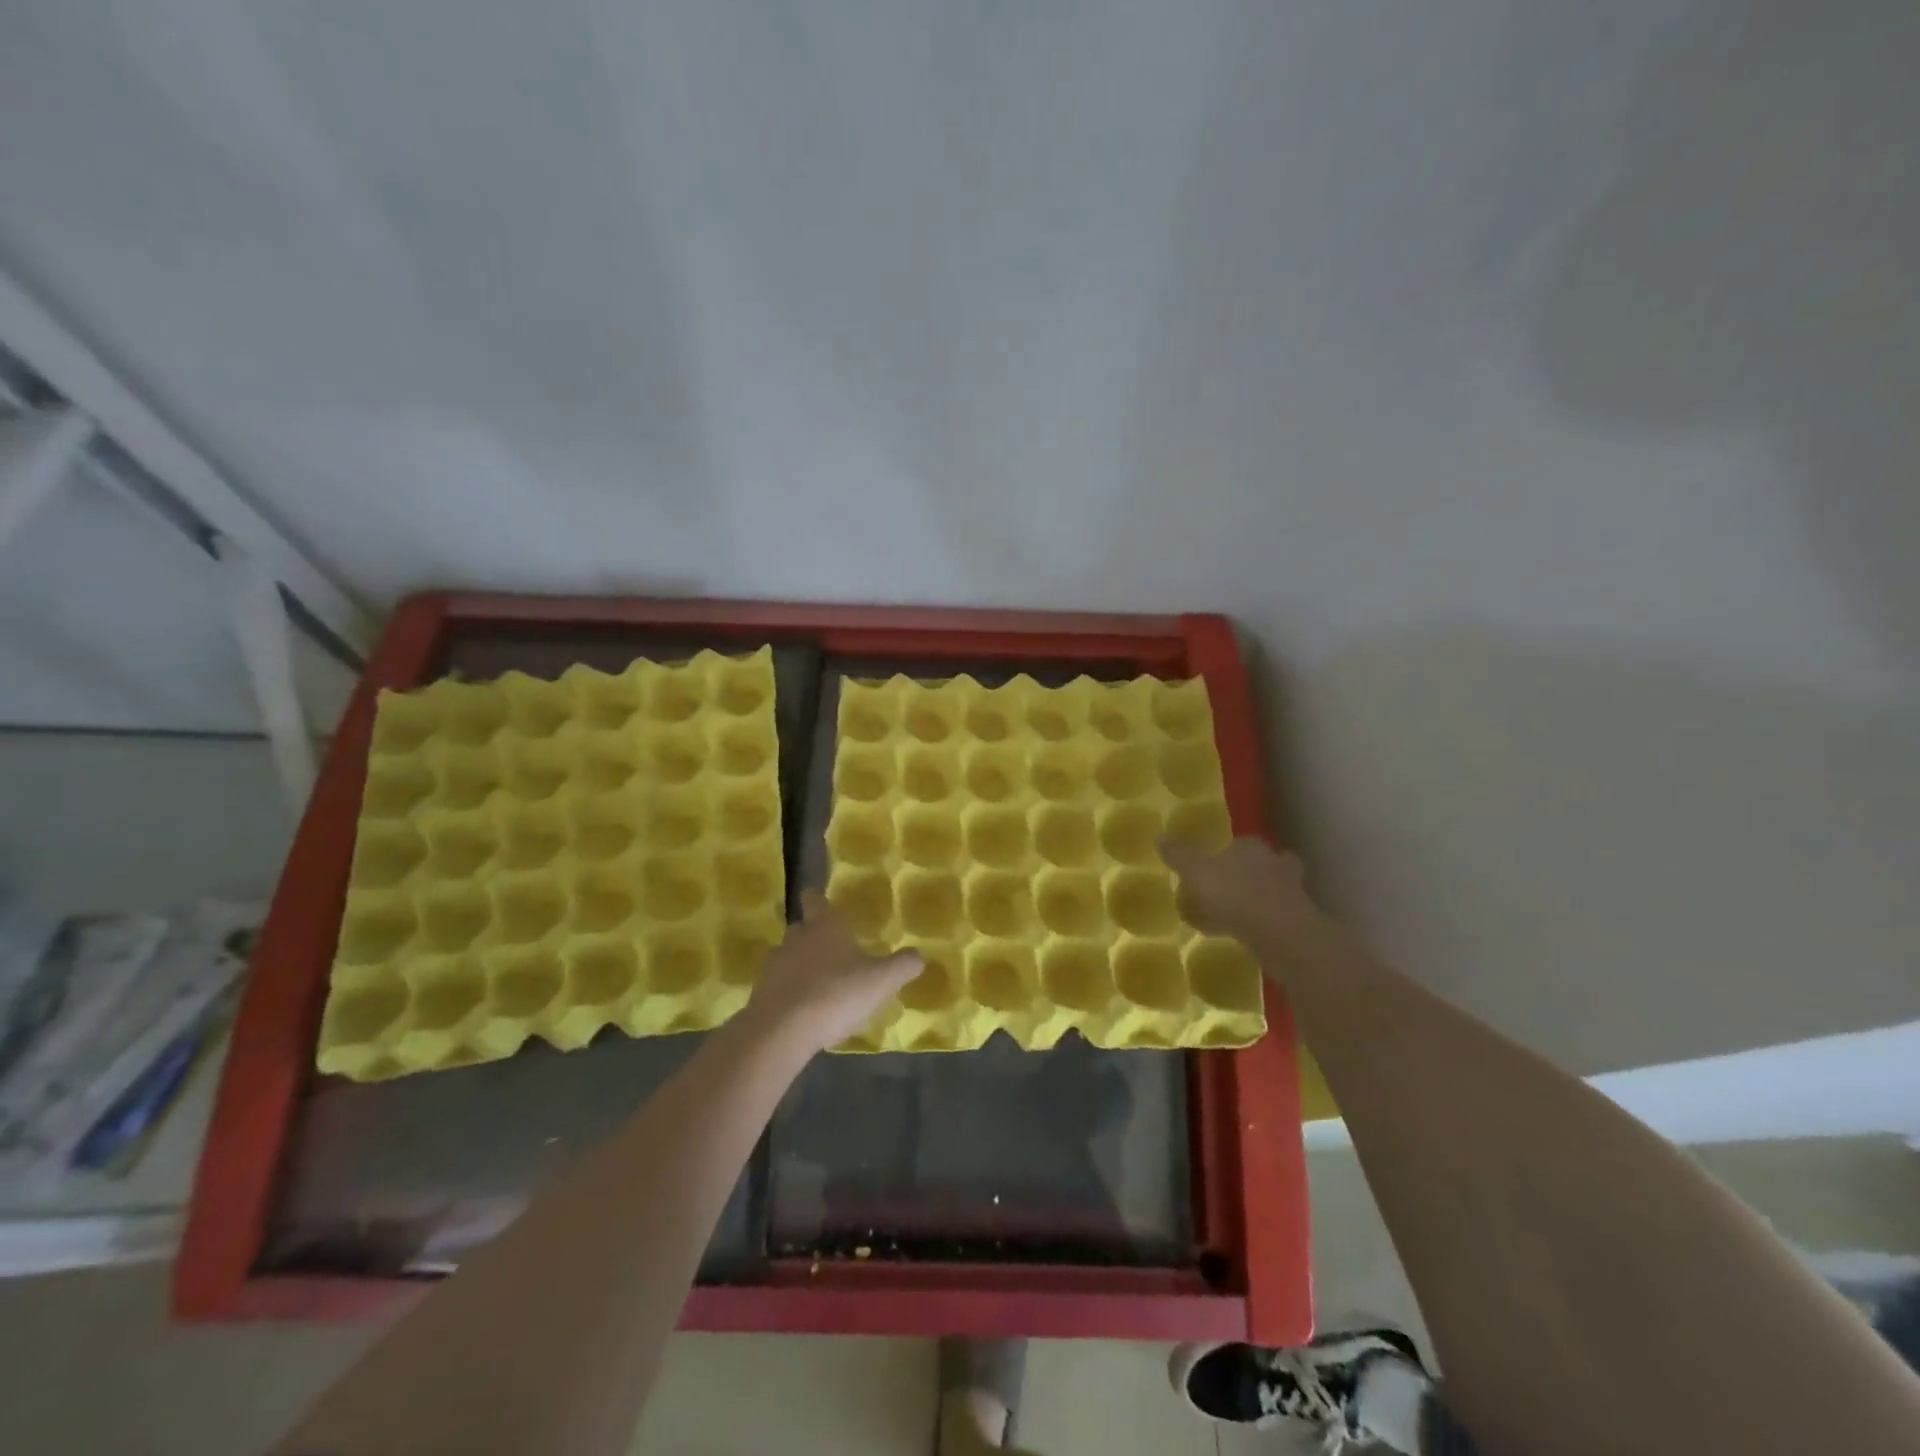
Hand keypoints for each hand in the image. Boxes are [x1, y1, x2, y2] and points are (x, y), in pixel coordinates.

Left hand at [742, 893, 922, 1053]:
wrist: (782, 1030)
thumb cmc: (836, 993)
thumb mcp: (881, 980)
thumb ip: (903, 966)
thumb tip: (918, 956)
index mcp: (825, 925)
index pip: (816, 900)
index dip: (818, 900)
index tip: (821, 902)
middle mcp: (796, 938)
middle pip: (802, 928)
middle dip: (814, 936)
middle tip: (834, 951)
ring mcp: (775, 966)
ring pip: (789, 958)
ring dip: (802, 967)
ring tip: (822, 985)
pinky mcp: (761, 994)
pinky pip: (780, 987)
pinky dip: (791, 993)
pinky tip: (806, 1012)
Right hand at [1161, 835, 1323, 950]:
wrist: (1279, 933)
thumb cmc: (1234, 894)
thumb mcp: (1196, 872)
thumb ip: (1180, 856)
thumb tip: (1160, 836)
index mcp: (1251, 847)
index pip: (1241, 843)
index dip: (1228, 853)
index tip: (1215, 866)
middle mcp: (1275, 863)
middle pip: (1264, 864)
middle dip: (1251, 874)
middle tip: (1230, 889)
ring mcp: (1292, 892)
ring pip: (1274, 890)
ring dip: (1259, 899)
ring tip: (1237, 916)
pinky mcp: (1299, 920)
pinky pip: (1276, 917)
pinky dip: (1264, 923)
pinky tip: (1247, 936)